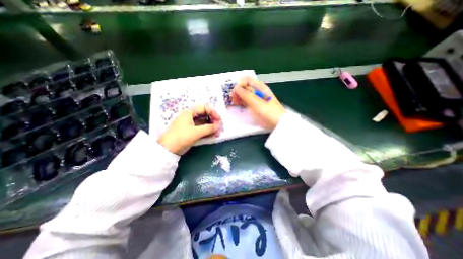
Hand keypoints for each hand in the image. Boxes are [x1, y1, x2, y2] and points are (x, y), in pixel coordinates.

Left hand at [158, 104, 220, 153]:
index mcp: (190, 112)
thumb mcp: (196, 132)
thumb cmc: (181, 137)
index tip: (219, 120)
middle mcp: (191, 116)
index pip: (205, 108)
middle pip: (205, 115)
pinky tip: (212, 136)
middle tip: (219, 128)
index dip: (213, 113)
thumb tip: (219, 126)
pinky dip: (208, 131)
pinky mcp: (192, 131)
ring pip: (205, 122)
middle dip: (213, 121)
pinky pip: (202, 129)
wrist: (168, 149)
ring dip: (212, 127)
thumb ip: (209, 128)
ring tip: (217, 134)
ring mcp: (191, 124)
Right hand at [231, 77, 285, 129]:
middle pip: (245, 86)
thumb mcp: (257, 103)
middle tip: (233, 97)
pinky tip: (239, 104)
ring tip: (235, 102)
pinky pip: (246, 100)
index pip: (247, 80)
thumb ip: (246, 95)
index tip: (235, 91)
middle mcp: (258, 91)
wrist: (277, 123)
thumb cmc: (269, 113)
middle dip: (238, 90)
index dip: (239, 84)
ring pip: (245, 93)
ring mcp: (257, 98)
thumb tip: (236, 88)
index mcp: (260, 87)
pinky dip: (241, 101)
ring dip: (238, 96)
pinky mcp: (255, 105)